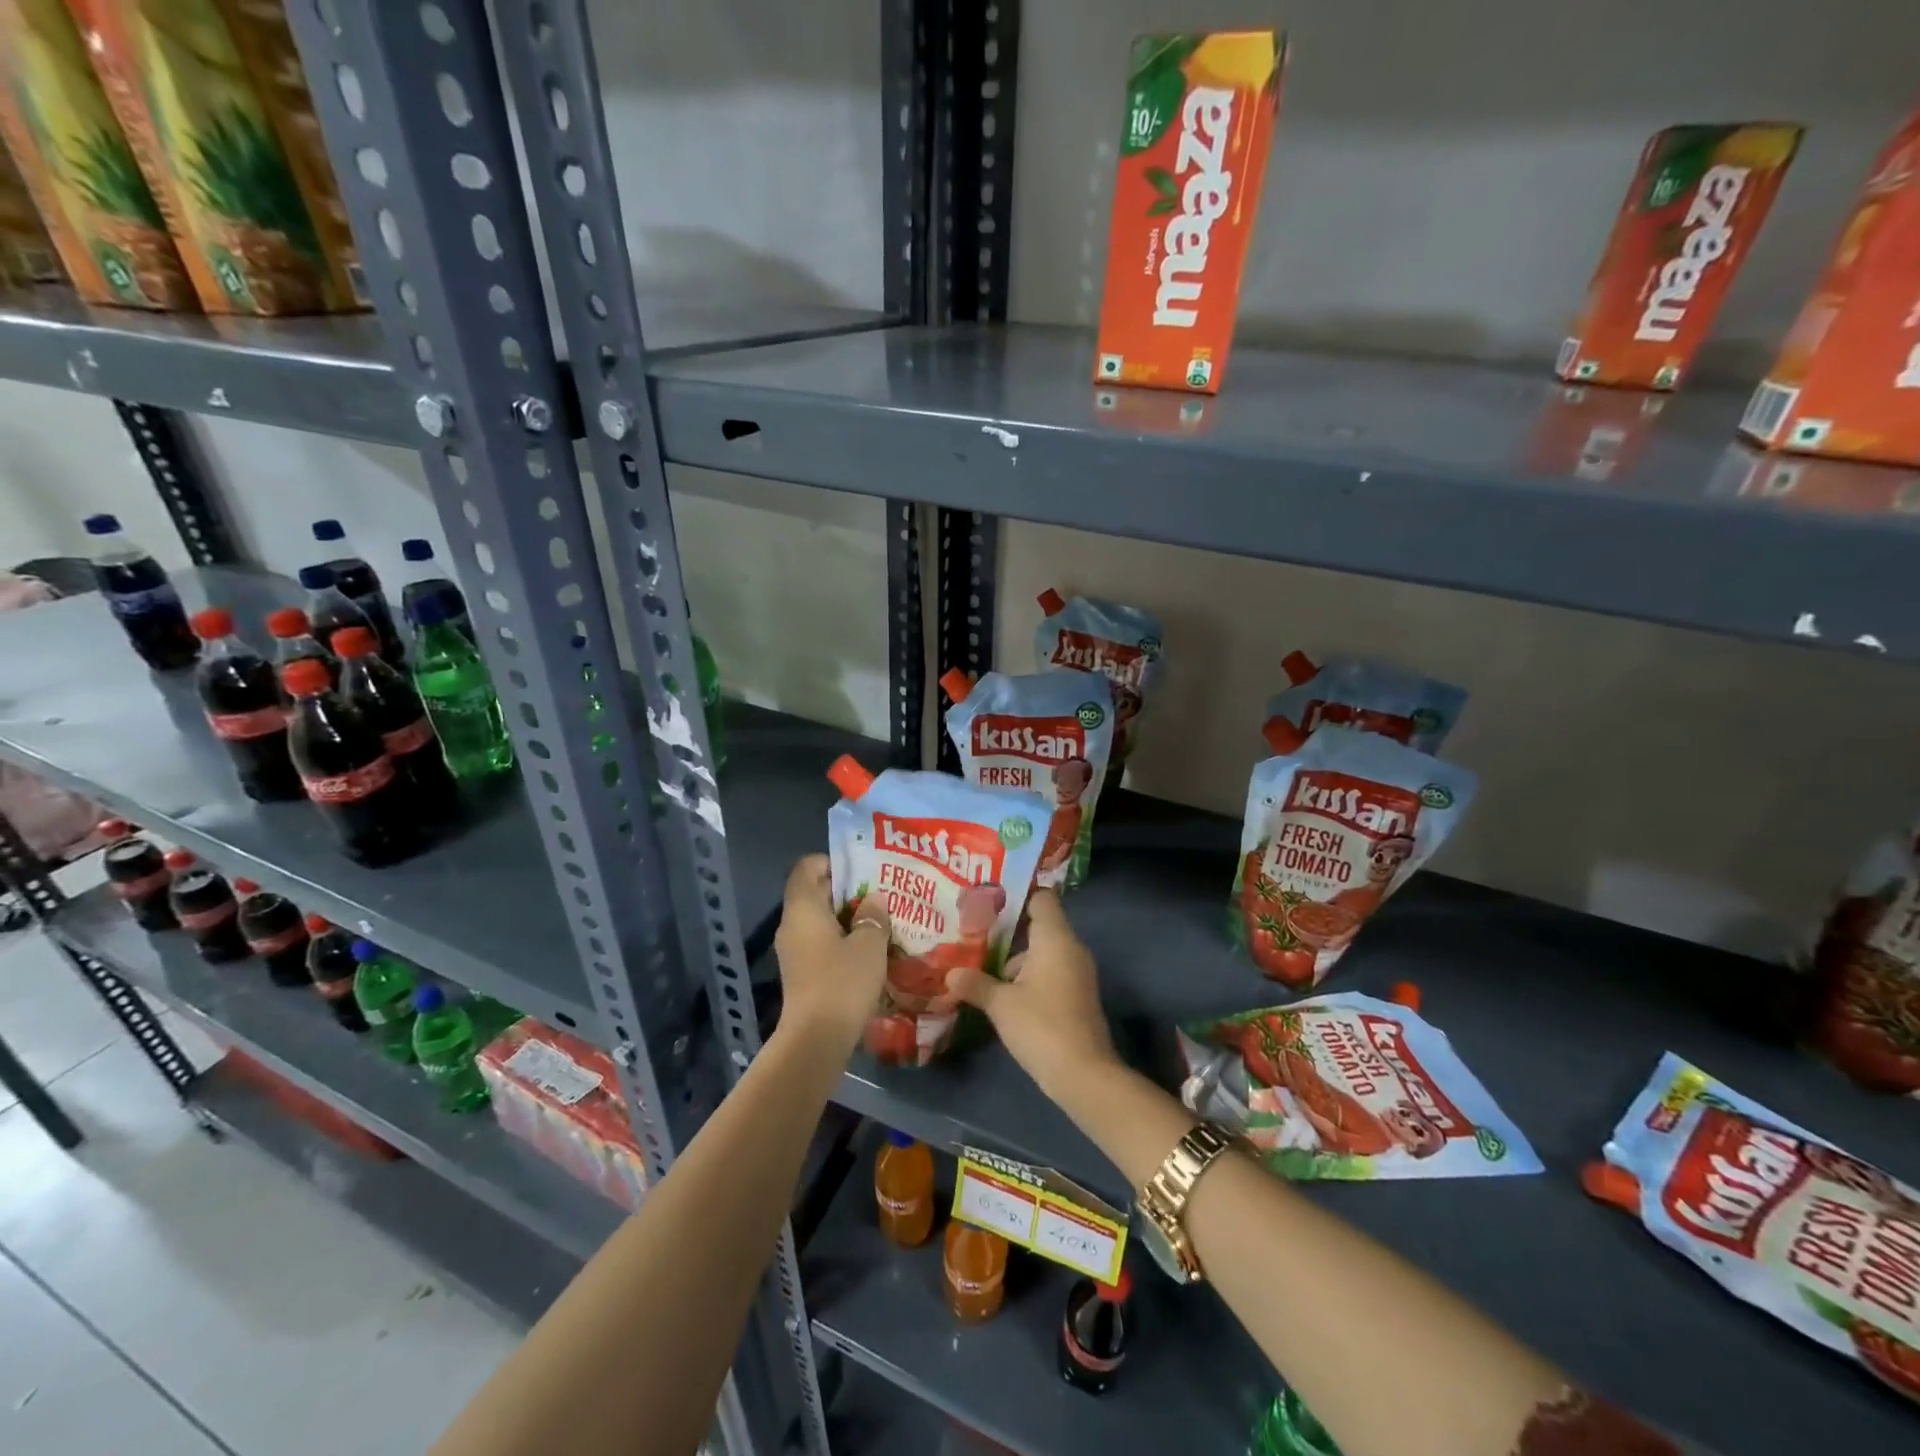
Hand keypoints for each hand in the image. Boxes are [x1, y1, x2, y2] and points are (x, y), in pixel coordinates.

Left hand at [774, 854, 888, 1052]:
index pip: (807, 867)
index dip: (833, 861)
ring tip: (880, 920)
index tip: (862, 869)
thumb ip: (873, 916)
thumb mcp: (869, 943)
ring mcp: (794, 951)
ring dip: (847, 917)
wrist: (816, 1039)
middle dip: (847, 890)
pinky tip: (868, 949)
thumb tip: (873, 901)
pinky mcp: (801, 973)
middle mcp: (792, 924)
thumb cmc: (842, 981)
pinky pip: (820, 943)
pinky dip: (841, 939)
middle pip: (814, 892)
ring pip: (820, 920)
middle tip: (880, 892)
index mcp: (803, 908)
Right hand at [945, 889, 1117, 1100]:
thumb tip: (951, 974)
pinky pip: (1050, 971)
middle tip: (974, 932)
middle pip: (1039, 925)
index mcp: (1055, 938)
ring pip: (1043, 951)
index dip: (1017, 896)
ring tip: (980, 964)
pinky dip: (1028, 975)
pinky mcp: (1077, 995)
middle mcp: (1071, 948)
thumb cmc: (1041, 1026)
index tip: (989, 901)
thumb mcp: (1001, 1004)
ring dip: (1015, 958)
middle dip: (1007, 930)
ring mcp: (1077, 972)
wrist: (1084, 1074)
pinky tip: (1002, 992)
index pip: (1042, 898)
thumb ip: (975, 984)